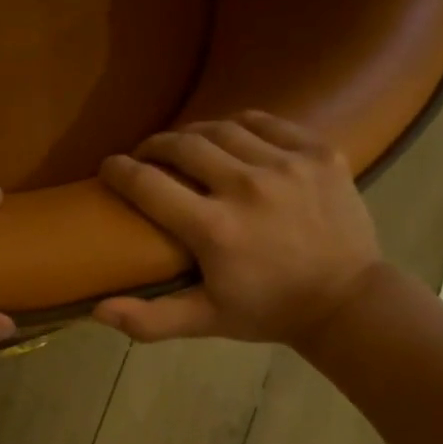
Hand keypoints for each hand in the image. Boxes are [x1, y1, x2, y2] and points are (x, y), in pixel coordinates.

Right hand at [94, 111, 385, 343]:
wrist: (347, 301)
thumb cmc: (268, 311)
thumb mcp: (205, 321)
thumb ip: (149, 319)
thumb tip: (95, 310)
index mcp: (214, 229)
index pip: (147, 184)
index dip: (119, 170)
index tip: (108, 167)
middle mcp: (247, 186)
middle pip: (183, 145)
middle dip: (154, 145)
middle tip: (145, 155)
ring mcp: (287, 165)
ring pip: (222, 128)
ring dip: (194, 133)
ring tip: (185, 145)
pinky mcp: (318, 154)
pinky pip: (267, 122)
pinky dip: (241, 125)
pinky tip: (232, 137)